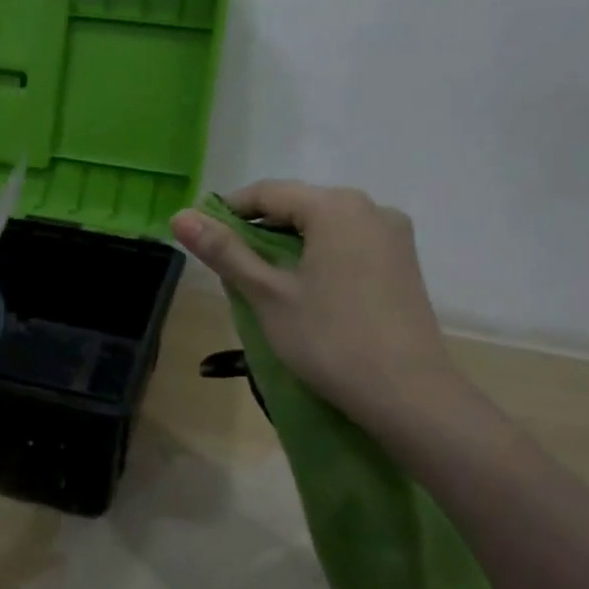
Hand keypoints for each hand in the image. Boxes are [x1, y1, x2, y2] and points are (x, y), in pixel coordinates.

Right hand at [170, 181, 462, 419]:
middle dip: (259, 229)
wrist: (409, 396)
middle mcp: (370, 208)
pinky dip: (319, 256)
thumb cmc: (329, 339)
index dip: (228, 211)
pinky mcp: (403, 263)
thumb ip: (225, 251)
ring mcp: (393, 236)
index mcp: (336, 206)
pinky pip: (349, 244)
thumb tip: (180, 216)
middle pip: (299, 206)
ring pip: (325, 226)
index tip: (201, 237)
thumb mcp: (268, 294)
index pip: (268, 193)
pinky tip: (304, 288)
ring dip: (288, 245)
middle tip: (228, 265)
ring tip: (261, 280)